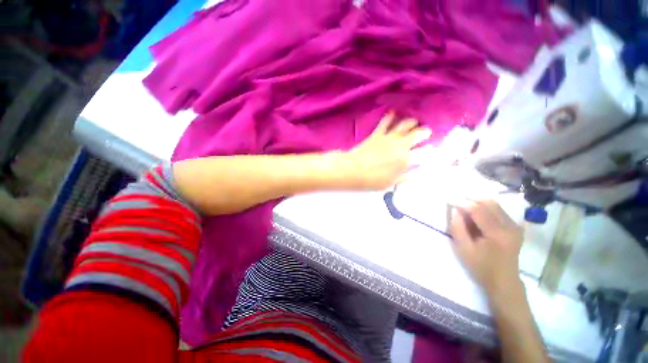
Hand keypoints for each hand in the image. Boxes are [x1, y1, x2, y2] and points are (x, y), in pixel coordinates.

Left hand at [344, 112, 430, 189]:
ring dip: (412, 121)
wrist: (354, 170)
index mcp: (406, 160)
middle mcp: (401, 146)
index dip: (429, 149)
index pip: (423, 152)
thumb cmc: (372, 180)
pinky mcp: (377, 134)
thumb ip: (404, 178)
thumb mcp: (390, 183)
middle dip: (425, 132)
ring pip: (405, 125)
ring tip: (415, 120)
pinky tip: (393, 111)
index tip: (431, 148)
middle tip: (427, 131)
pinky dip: (390, 116)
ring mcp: (389, 138)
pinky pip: (385, 122)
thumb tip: (417, 175)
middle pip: (417, 134)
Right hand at [450, 199, 523, 294]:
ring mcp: (515, 226)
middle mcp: (510, 227)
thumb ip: (457, 228)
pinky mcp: (515, 227)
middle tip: (456, 198)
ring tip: (464, 204)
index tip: (449, 199)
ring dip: (478, 201)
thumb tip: (454, 210)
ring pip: (495, 204)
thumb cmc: (481, 267)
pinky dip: (485, 207)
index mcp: (497, 234)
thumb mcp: (463, 249)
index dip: (462, 203)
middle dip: (471, 198)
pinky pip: (499, 210)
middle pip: (489, 203)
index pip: (478, 210)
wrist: (504, 282)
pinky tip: (476, 212)